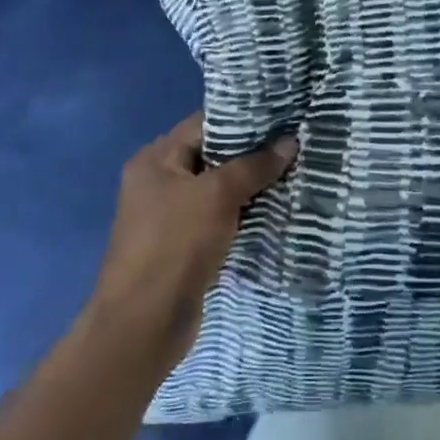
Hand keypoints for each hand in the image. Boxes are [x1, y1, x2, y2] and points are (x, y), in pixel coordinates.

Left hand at [87, 115, 295, 370]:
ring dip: (251, 187)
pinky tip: (275, 211)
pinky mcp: (183, 246)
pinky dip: (242, 215)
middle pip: (212, 155)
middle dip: (252, 153)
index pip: (204, 123)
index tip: (283, 116)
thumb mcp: (218, 195)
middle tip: (295, 145)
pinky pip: (218, 219)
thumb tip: (290, 142)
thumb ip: (254, 166)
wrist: (144, 323)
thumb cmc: (176, 244)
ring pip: (217, 190)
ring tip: (295, 174)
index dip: (243, 118)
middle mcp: (158, 181)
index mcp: (156, 158)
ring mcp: (169, 216)